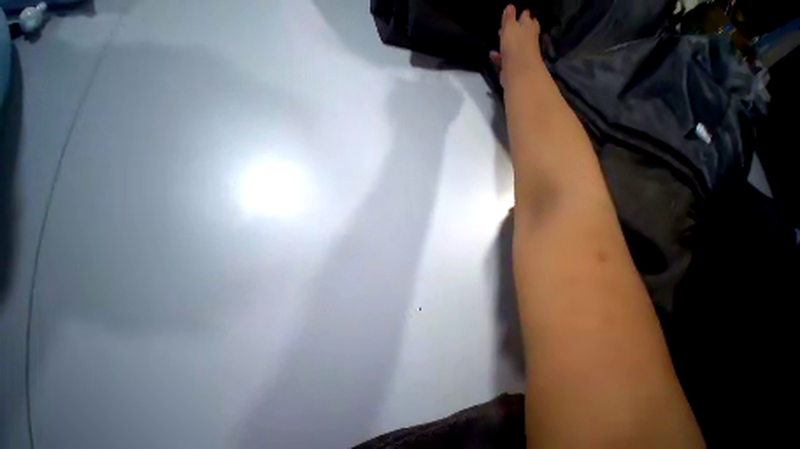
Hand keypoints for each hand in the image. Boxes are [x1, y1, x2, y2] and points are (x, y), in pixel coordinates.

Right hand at [490, 5, 542, 87]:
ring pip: (514, 45)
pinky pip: (505, 58)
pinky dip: (499, 56)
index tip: (518, 13)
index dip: (522, 15)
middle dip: (517, 28)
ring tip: (499, 38)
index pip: (527, 18)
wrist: (517, 71)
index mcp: (528, 27)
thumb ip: (509, 18)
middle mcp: (527, 39)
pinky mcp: (513, 66)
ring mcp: (520, 53)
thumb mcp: (510, 28)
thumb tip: (509, 6)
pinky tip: (492, 55)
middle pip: (523, 31)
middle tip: (509, 26)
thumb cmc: (515, 46)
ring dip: (507, 42)